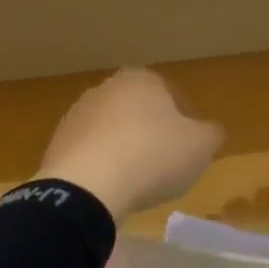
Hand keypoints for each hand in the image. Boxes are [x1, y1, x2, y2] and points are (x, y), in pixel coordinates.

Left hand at [37, 68, 223, 220]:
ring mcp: (77, 114)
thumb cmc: (153, 157)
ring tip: (138, 181)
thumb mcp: (201, 146)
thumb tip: (210, 131)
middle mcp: (106, 88)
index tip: (191, 146)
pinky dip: (102, 166)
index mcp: (142, 79)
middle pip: (139, 110)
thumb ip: (211, 134)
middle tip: (166, 163)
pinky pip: (90, 152)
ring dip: (125, 149)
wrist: (87, 187)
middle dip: (153, 132)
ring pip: (112, 130)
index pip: (172, 94)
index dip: (186, 121)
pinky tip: (111, 188)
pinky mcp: (57, 143)